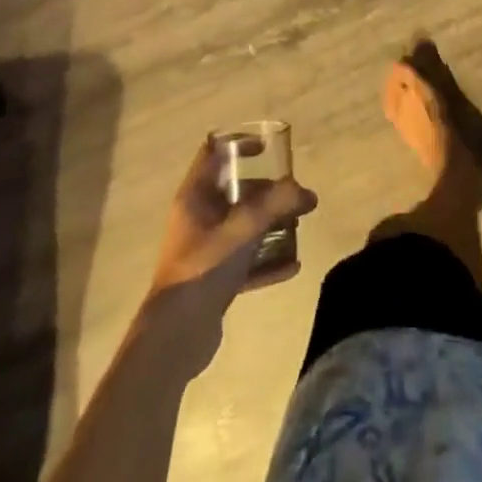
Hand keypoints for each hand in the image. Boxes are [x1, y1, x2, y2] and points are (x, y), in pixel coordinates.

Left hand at [140, 139, 317, 374]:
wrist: (176, 337)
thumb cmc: (204, 268)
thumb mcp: (243, 230)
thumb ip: (275, 206)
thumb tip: (306, 191)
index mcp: (195, 197)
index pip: (213, 154)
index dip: (238, 145)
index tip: (267, 149)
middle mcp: (198, 218)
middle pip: (236, 193)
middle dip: (268, 192)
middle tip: (296, 196)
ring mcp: (205, 250)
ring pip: (243, 226)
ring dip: (271, 225)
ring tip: (299, 226)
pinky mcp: (213, 279)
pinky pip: (245, 260)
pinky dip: (267, 260)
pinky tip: (293, 265)